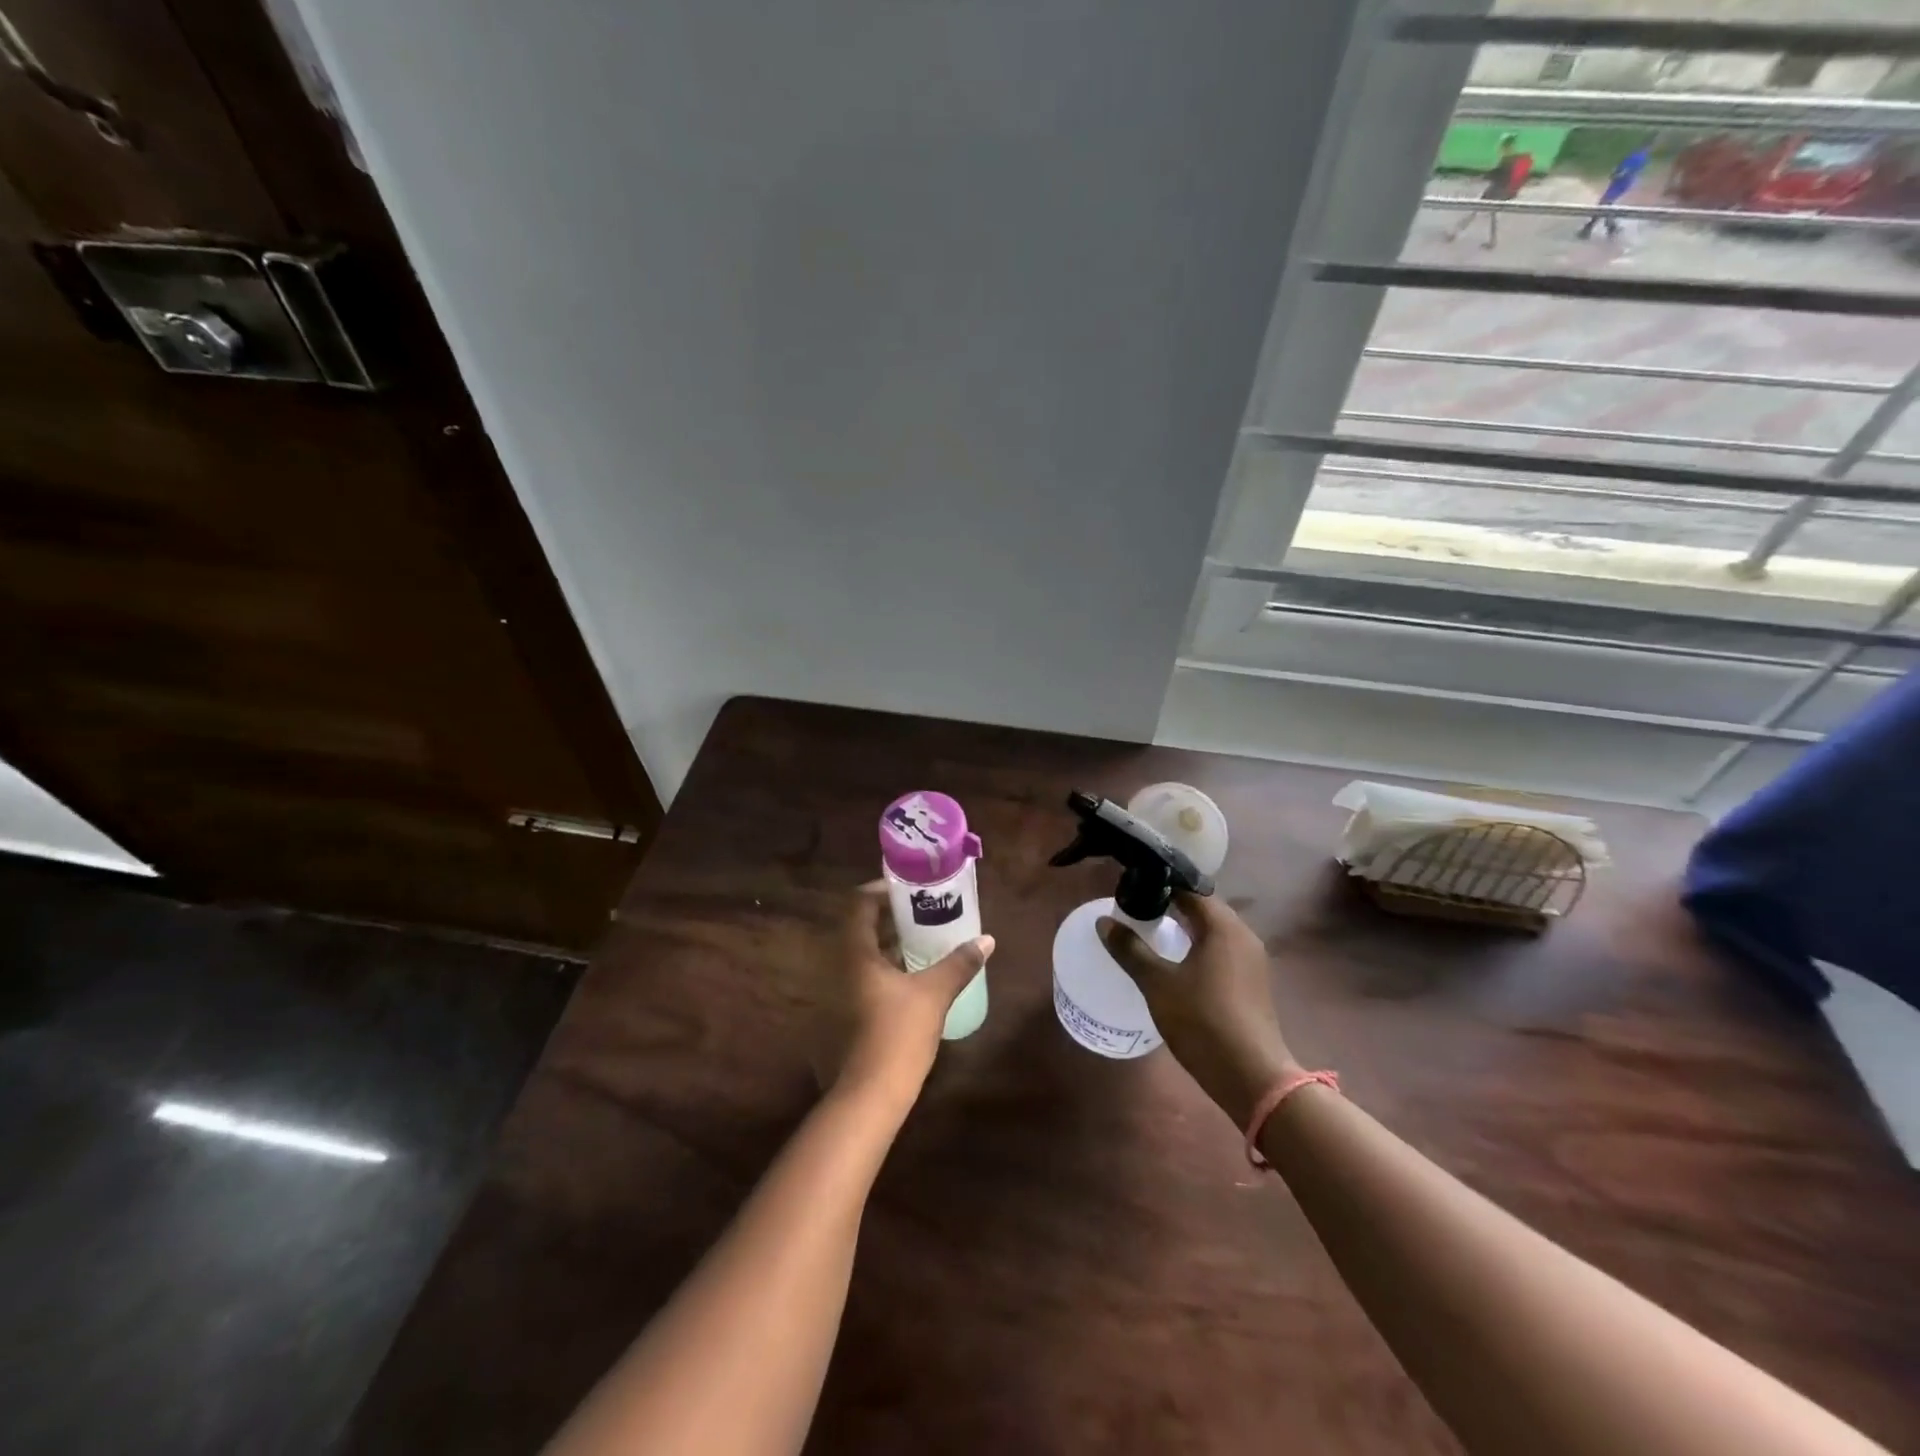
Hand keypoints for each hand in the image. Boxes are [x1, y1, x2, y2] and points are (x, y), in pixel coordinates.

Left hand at [816, 883, 993, 1104]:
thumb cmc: (897, 1034)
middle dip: (890, 917)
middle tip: (922, 912)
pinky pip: (863, 978)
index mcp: (855, 953)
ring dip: (888, 945)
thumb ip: (959, 964)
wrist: (868, 1096)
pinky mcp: (844, 1015)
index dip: (881, 890)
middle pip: (860, 928)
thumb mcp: (934, 994)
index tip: (908, 888)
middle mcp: (840, 967)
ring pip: (862, 955)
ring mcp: (838, 993)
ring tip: (922, 941)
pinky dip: (884, 969)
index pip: (859, 904)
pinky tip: (911, 979)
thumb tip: (986, 940)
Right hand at [1099, 894, 1297, 1129]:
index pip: (1191, 890)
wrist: (1251, 1077)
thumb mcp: (1157, 983)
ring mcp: (1252, 961)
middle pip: (1204, 909)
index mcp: (1224, 927)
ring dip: (1185, 929)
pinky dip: (1198, 949)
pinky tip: (1176, 964)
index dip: (1162, 886)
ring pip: (1213, 932)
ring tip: (1151, 934)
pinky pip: (1221, 952)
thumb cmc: (1202, 1021)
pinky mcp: (1252, 984)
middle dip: (1171, 906)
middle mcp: (1243, 936)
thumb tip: (1104, 922)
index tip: (1134, 890)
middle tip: (1137, 911)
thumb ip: (1130, 949)